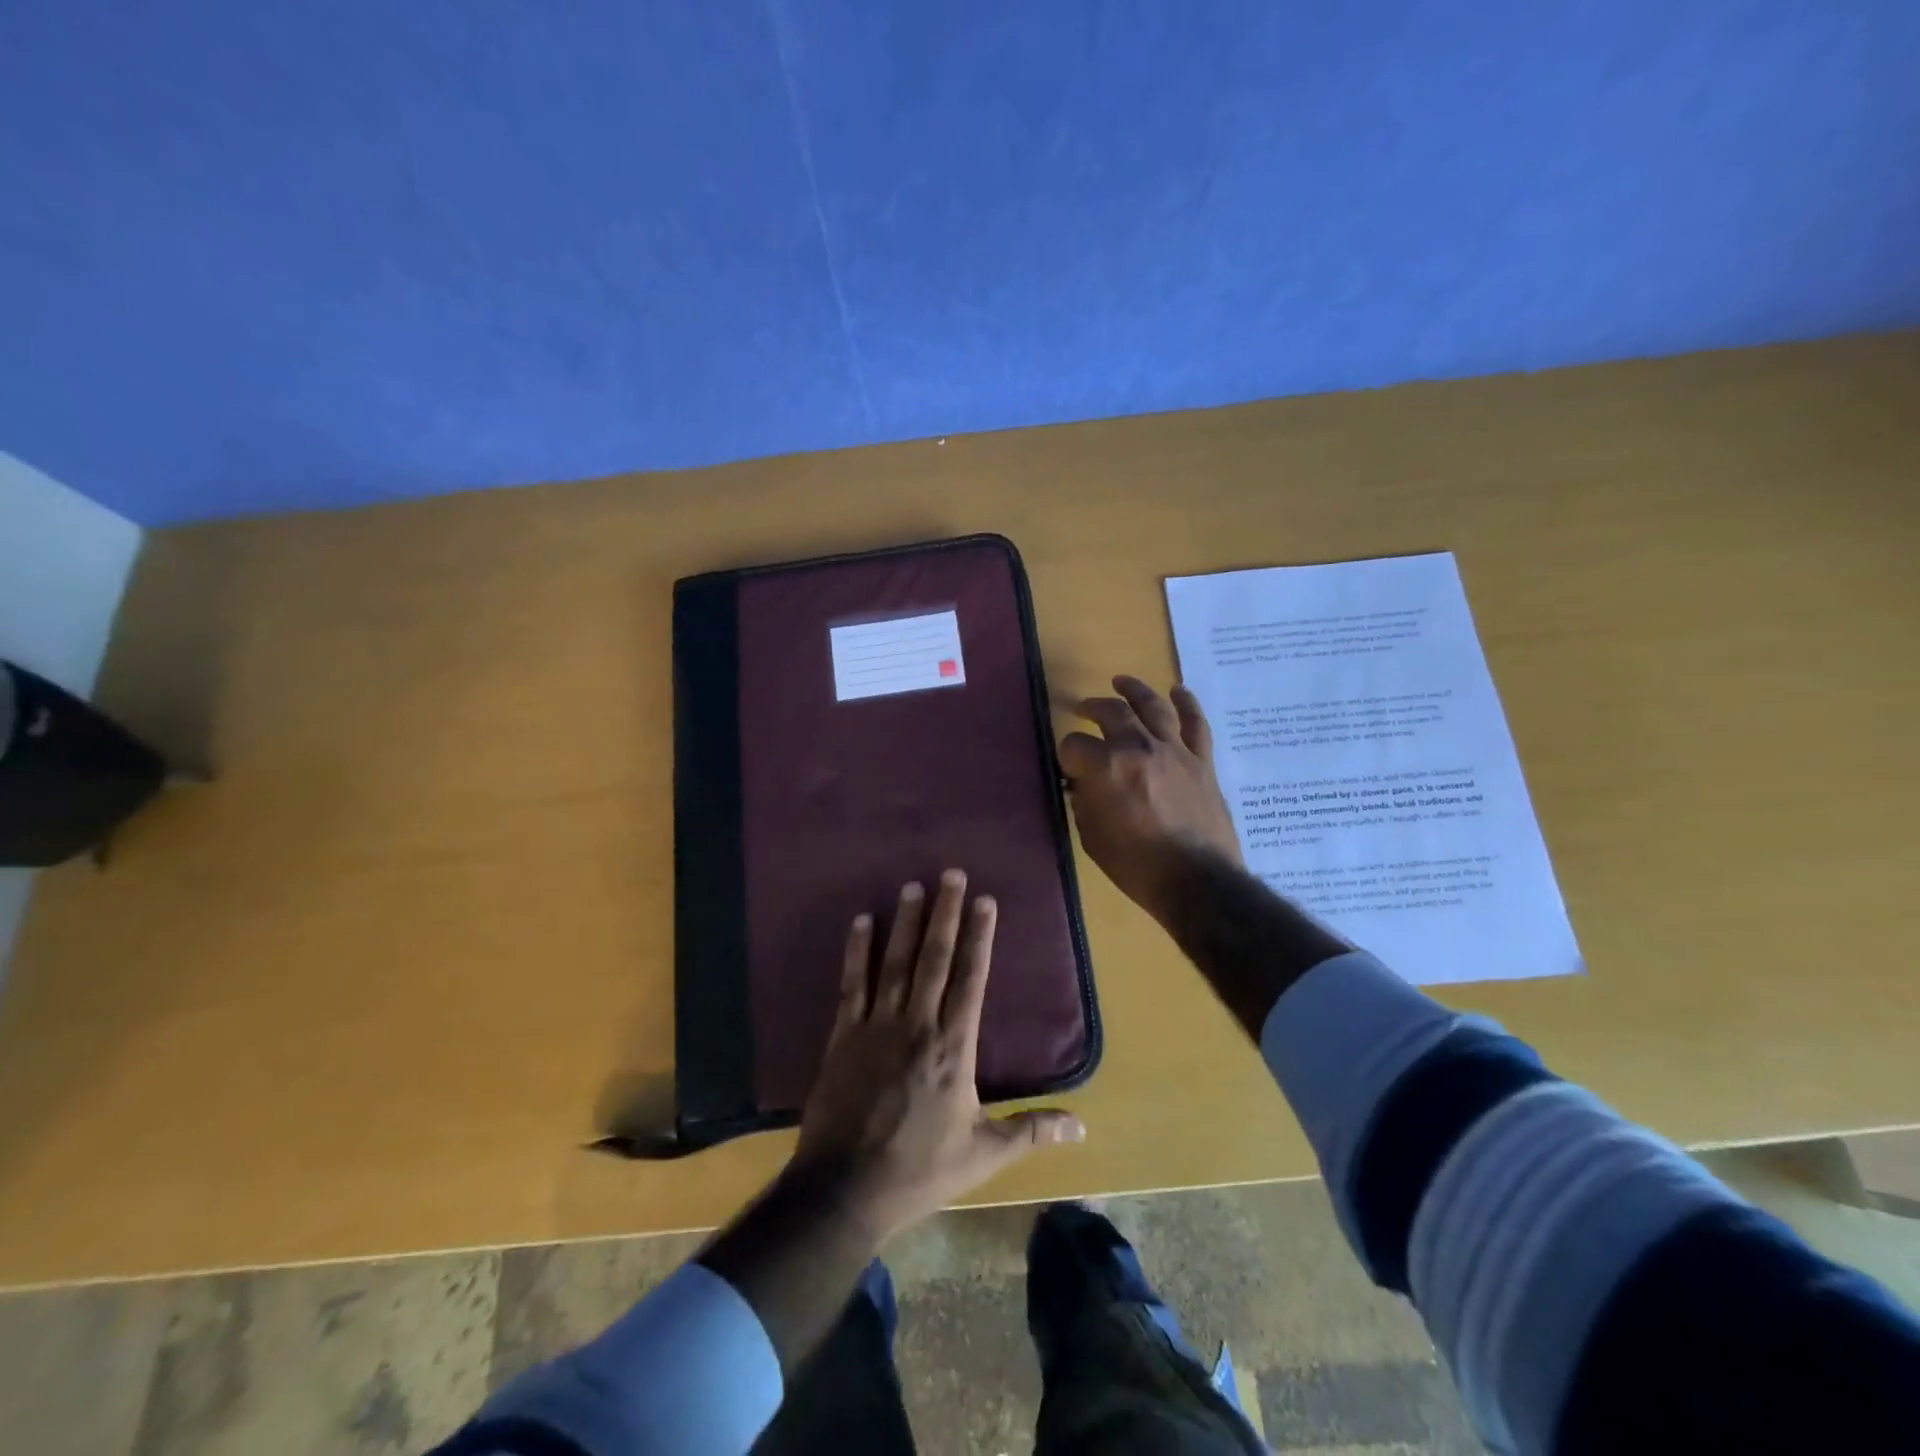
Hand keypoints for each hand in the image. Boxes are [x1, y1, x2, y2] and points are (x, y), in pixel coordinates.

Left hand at [793, 870, 1084, 1242]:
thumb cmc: (920, 1169)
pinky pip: (852, 984)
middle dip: (945, 913)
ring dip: (906, 922)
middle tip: (951, 873)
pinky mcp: (844, 1034)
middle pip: (935, 957)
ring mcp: (878, 1025)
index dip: (980, 937)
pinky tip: (862, 921)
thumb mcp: (984, 1154)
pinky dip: (857, 951)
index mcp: (955, 1047)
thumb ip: (1031, 1130)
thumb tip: (1082, 1125)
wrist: (846, 1188)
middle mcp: (919, 1023)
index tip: (985, 901)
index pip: (972, 978)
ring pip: (896, 962)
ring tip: (913, 885)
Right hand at [1059, 675, 1241, 924]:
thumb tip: (1085, 783)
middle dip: (1093, 708)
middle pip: (1111, 713)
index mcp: (1106, 768)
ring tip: (1122, 681)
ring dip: (1135, 690)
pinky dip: (1187, 704)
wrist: (1197, 881)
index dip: (1067, 755)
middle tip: (1084, 710)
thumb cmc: (1137, 866)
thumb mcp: (1092, 837)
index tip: (1069, 767)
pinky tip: (1178, 691)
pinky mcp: (1201, 761)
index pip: (1074, 745)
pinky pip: (1195, 724)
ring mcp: (1174, 750)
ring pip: (1153, 706)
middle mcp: (1139, 748)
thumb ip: (1085, 801)